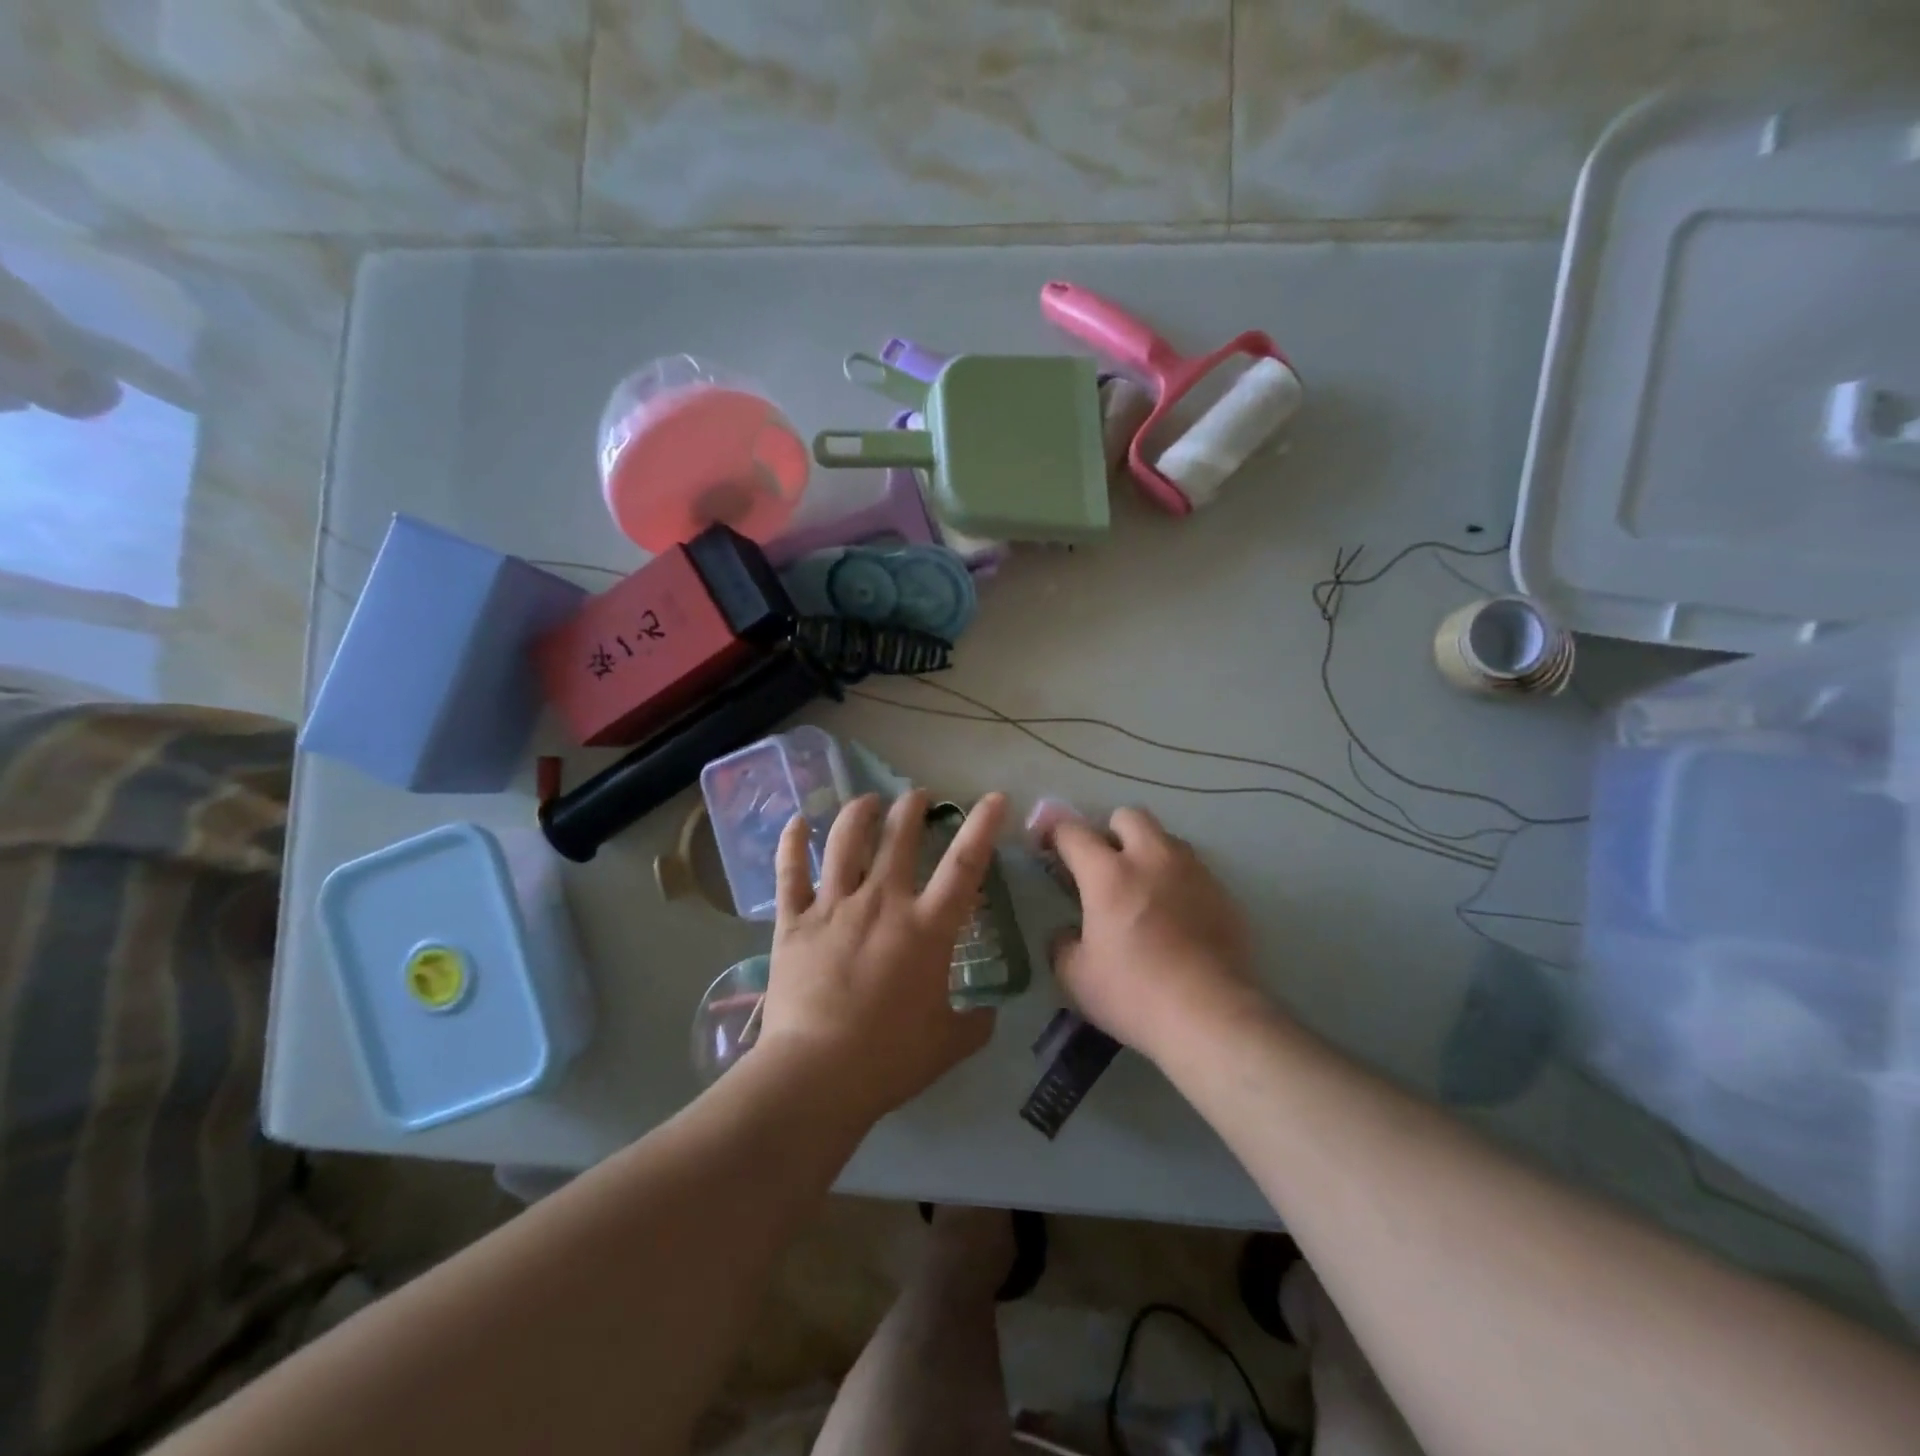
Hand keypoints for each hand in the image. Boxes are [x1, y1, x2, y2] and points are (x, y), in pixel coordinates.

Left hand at [761, 789, 1007, 1121]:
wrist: (817, 1073)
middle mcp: (882, 902)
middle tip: (918, 796)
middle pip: (899, 838)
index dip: (982, 826)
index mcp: (927, 927)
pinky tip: (796, 821)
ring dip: (859, 813)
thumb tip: (990, 1013)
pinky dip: (791, 843)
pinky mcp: (794, 921)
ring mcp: (834, 906)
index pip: (964, 865)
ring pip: (845, 842)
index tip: (994, 797)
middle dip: (912, 808)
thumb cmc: (890, 1057)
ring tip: (868, 800)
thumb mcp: (948, 1044)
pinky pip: (790, 873)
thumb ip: (976, 1024)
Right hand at [1048, 807, 1264, 1062]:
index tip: (1047, 848)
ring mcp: (1193, 872)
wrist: (1212, 1017)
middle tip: (1103, 866)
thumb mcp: (1075, 976)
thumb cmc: (1134, 994)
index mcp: (1108, 873)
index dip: (1054, 834)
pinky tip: (1175, 916)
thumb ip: (1063, 943)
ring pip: (1166, 838)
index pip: (1073, 832)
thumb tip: (1069, 932)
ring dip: (1148, 852)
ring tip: (1142, 888)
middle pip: (1128, 816)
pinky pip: (1193, 869)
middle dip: (1110, 832)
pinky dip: (1177, 880)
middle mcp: (1152, 859)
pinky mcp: (1223, 893)